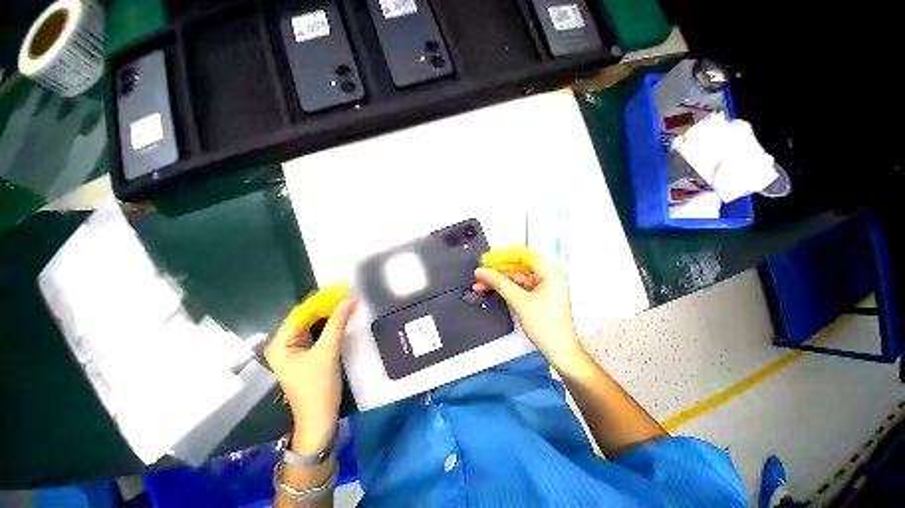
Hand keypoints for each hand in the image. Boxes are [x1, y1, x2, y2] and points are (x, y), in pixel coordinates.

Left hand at [264, 296, 355, 455]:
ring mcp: (296, 349)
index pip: (301, 313)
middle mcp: (285, 343)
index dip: (321, 299)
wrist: (319, 419)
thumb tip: (349, 299)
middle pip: (306, 317)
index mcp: (281, 343)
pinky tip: (342, 316)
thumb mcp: (328, 353)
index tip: (341, 287)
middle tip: (347, 292)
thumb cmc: (317, 387)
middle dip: (326, 304)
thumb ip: (337, 324)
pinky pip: (319, 332)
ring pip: (314, 324)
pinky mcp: (308, 354)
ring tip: (347, 300)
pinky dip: (330, 323)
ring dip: (329, 312)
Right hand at [473, 248, 585, 370]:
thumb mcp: (520, 301)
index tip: (487, 260)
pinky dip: (504, 289)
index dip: (503, 256)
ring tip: (479, 284)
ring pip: (515, 278)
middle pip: (517, 267)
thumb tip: (482, 271)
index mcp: (550, 272)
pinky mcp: (536, 296)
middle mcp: (547, 276)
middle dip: (497, 271)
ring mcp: (541, 286)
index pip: (523, 255)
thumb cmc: (546, 325)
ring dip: (497, 281)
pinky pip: (517, 287)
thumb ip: (500, 283)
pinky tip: (490, 289)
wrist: (559, 351)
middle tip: (480, 273)